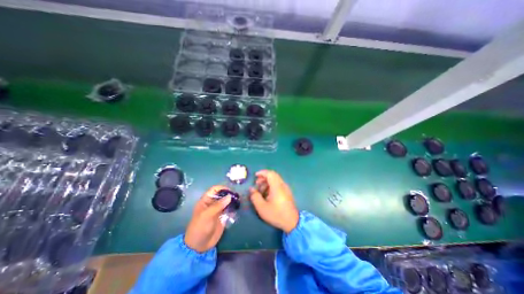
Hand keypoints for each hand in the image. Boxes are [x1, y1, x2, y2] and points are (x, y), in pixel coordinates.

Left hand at [186, 187, 231, 251]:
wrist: (199, 246)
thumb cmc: (200, 227)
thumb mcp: (207, 215)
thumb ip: (218, 205)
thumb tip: (229, 196)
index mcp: (206, 201)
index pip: (214, 190)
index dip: (222, 188)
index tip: (230, 191)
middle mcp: (213, 204)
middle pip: (222, 195)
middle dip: (229, 194)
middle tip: (237, 196)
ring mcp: (218, 210)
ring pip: (227, 202)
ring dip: (232, 201)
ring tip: (239, 202)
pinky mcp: (223, 217)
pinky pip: (229, 210)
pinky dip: (233, 208)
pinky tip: (237, 209)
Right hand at [249, 171, 297, 232]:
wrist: (292, 222)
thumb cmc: (276, 214)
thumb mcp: (262, 207)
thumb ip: (255, 197)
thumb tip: (251, 189)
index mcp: (277, 187)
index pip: (270, 173)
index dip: (262, 172)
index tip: (255, 176)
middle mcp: (282, 185)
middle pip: (272, 175)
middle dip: (263, 178)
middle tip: (256, 184)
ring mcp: (286, 188)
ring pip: (275, 180)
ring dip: (267, 182)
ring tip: (261, 191)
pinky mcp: (287, 192)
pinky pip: (278, 184)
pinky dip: (271, 186)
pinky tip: (267, 194)